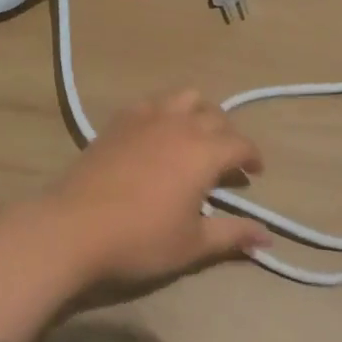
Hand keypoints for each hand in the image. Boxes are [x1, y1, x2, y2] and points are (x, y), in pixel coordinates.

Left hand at [41, 89, 269, 305]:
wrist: (74, 227)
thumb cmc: (141, 239)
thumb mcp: (192, 245)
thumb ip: (232, 235)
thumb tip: (267, 237)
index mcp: (204, 152)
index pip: (240, 144)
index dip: (252, 157)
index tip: (254, 173)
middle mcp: (180, 124)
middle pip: (215, 115)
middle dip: (228, 135)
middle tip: (226, 162)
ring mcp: (147, 116)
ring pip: (185, 97)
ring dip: (198, 112)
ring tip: (195, 137)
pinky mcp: (120, 119)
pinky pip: (152, 102)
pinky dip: (165, 111)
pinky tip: (157, 134)